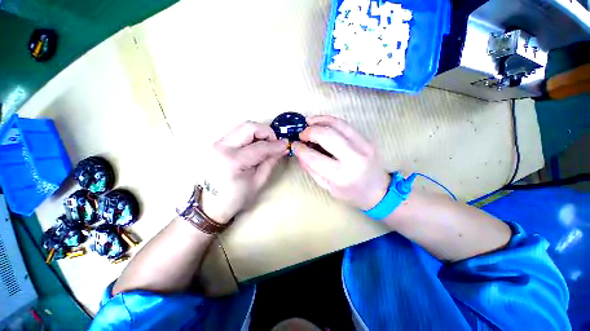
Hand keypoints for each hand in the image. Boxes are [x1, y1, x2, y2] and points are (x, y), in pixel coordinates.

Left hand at [200, 121, 287, 222]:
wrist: (212, 204)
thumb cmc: (237, 197)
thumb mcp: (259, 181)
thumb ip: (271, 161)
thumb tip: (282, 147)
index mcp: (233, 161)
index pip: (260, 146)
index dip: (276, 144)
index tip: (286, 144)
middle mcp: (222, 147)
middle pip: (248, 127)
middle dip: (266, 132)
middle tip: (274, 142)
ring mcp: (217, 144)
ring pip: (243, 127)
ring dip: (258, 133)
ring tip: (266, 145)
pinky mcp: (217, 144)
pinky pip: (238, 133)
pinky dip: (250, 137)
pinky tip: (256, 147)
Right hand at [292, 116, 389, 209]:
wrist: (379, 191)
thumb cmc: (351, 193)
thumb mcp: (328, 187)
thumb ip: (312, 170)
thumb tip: (299, 153)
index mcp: (341, 176)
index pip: (314, 158)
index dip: (301, 149)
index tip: (294, 145)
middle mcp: (353, 158)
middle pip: (327, 136)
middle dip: (310, 132)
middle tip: (301, 134)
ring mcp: (363, 146)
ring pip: (337, 124)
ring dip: (319, 121)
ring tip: (309, 122)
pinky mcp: (367, 139)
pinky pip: (346, 124)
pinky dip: (331, 120)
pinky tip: (321, 121)